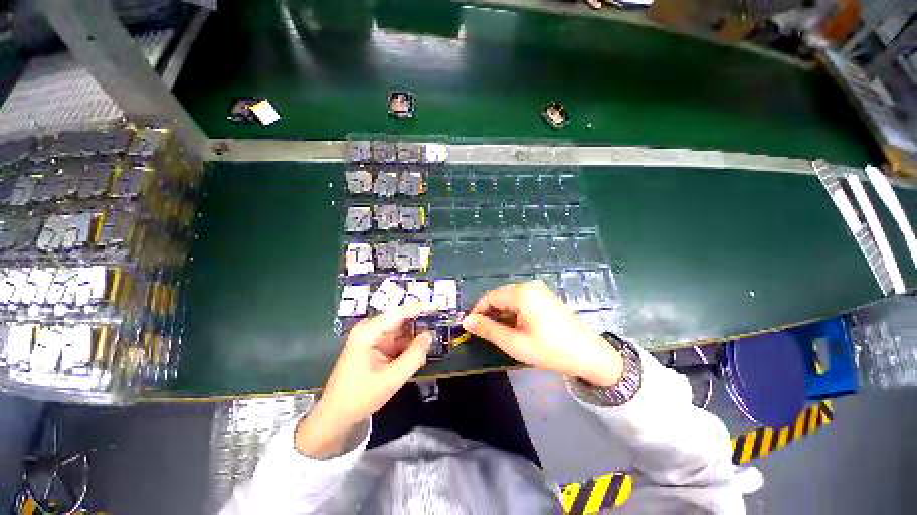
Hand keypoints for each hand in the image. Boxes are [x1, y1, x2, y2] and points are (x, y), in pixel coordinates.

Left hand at [296, 303, 432, 457]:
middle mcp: (369, 330)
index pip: (399, 313)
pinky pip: (396, 342)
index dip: (420, 308)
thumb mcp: (392, 378)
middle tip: (440, 328)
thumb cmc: (360, 397)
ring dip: (414, 339)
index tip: (438, 305)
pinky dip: (407, 348)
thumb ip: (414, 356)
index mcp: (369, 332)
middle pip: (400, 320)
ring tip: (430, 346)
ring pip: (400, 332)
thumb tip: (429, 336)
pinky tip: (417, 357)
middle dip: (419, 325)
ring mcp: (371, 338)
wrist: (336, 417)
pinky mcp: (374, 347)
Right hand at [462, 281, 621, 386]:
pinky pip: (522, 300)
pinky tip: (516, 327)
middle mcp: (529, 285)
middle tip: (486, 333)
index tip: (471, 328)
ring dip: (502, 314)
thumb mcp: (514, 343)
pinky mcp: (545, 296)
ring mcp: (539, 290)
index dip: (477, 311)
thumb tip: (467, 321)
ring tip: (501, 333)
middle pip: (500, 296)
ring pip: (510, 299)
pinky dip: (514, 312)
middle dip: (490, 313)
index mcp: (521, 293)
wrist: (589, 355)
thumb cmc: (549, 349)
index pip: (489, 297)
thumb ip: (487, 330)